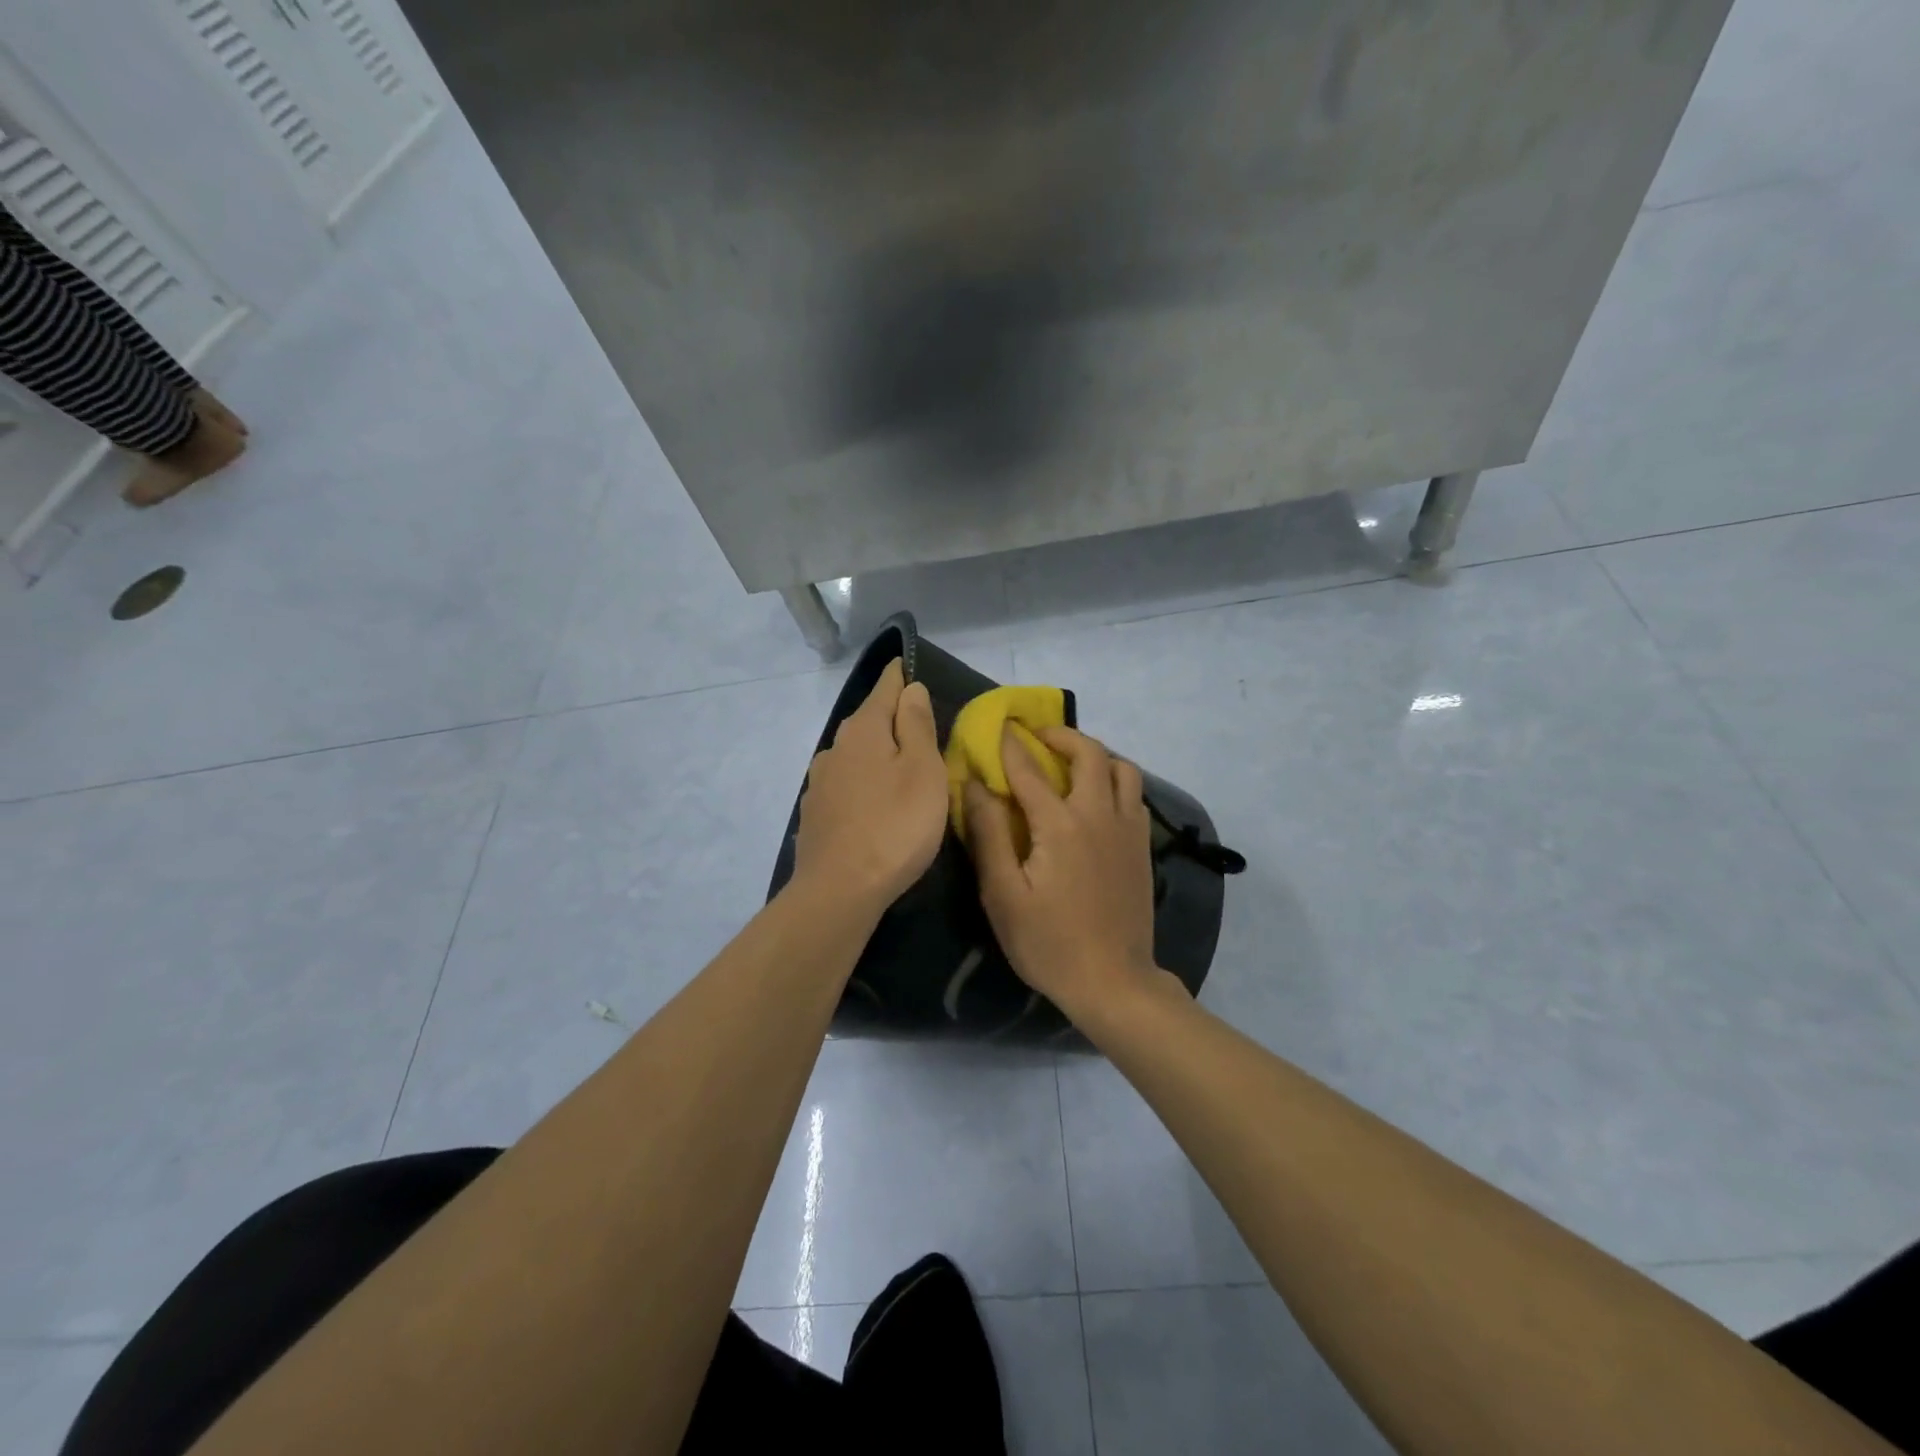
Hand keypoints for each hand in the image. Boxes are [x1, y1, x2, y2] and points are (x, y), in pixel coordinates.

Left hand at [791, 659, 948, 914]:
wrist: (839, 891)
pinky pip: (846, 786)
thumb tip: (911, 688)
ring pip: (855, 756)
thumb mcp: (922, 770)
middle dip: (893, 720)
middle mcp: (835, 748)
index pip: (886, 688)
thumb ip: (917, 725)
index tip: (912, 667)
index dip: (902, 677)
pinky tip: (874, 805)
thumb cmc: (895, 826)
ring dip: (877, 756)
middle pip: (869, 722)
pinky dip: (863, 786)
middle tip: (923, 730)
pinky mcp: (815, 814)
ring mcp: (820, 783)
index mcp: (863, 730)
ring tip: (902, 771)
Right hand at [964, 726, 1164, 1024]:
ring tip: (1071, 764)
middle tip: (1038, 737)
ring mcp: (1128, 829)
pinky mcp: (1143, 847)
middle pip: (1089, 753)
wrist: (1113, 982)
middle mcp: (1099, 814)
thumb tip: (975, 785)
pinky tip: (1097, 799)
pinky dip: (1115, 782)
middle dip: (1061, 736)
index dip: (1010, 745)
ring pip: (1122, 769)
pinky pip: (1134, 795)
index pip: (1029, 770)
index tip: (997, 726)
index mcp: (1060, 824)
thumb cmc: (1048, 942)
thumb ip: (988, 834)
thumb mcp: (1003, 895)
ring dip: (1095, 755)